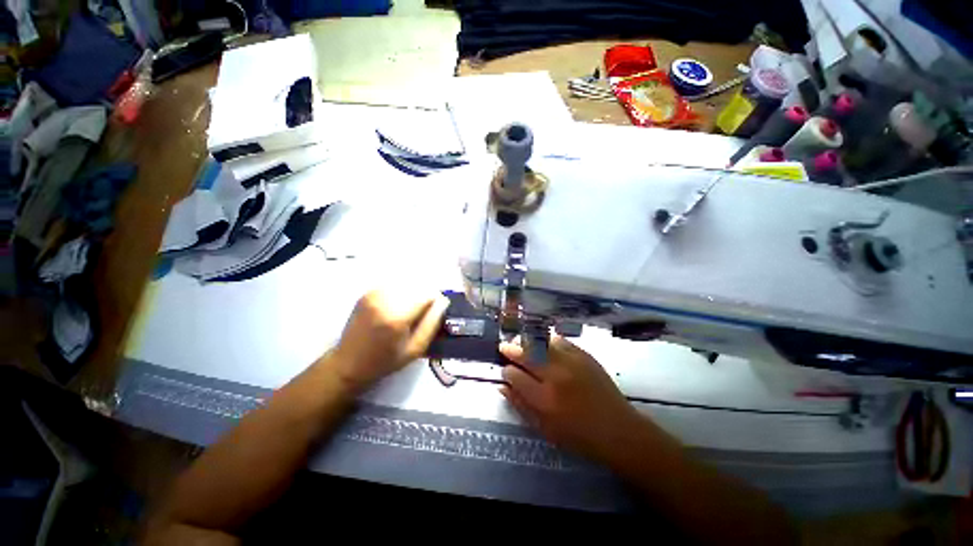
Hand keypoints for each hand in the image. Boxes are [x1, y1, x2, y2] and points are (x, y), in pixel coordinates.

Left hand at [329, 290, 448, 392]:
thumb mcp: (415, 349)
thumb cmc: (385, 361)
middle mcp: (384, 299)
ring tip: (411, 308)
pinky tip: (398, 304)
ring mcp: (374, 294)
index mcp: (397, 316)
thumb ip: (432, 323)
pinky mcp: (368, 292)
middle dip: (425, 294)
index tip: (435, 310)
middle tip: (423, 311)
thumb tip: (443, 301)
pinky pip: (394, 283)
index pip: (427, 293)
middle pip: (417, 284)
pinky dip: (402, 290)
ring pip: (406, 281)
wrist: (348, 363)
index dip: (436, 300)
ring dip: (414, 291)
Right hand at [500, 335, 644, 462]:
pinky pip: (560, 341)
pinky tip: (542, 342)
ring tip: (521, 342)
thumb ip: (521, 405)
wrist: (618, 429)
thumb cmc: (579, 436)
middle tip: (504, 347)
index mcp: (544, 400)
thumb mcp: (545, 428)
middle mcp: (555, 376)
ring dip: (527, 341)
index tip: (505, 370)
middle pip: (526, 355)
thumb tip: (503, 386)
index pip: (515, 376)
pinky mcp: (584, 356)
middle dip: (511, 349)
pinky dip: (547, 340)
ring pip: (541, 343)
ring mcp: (571, 362)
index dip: (506, 371)